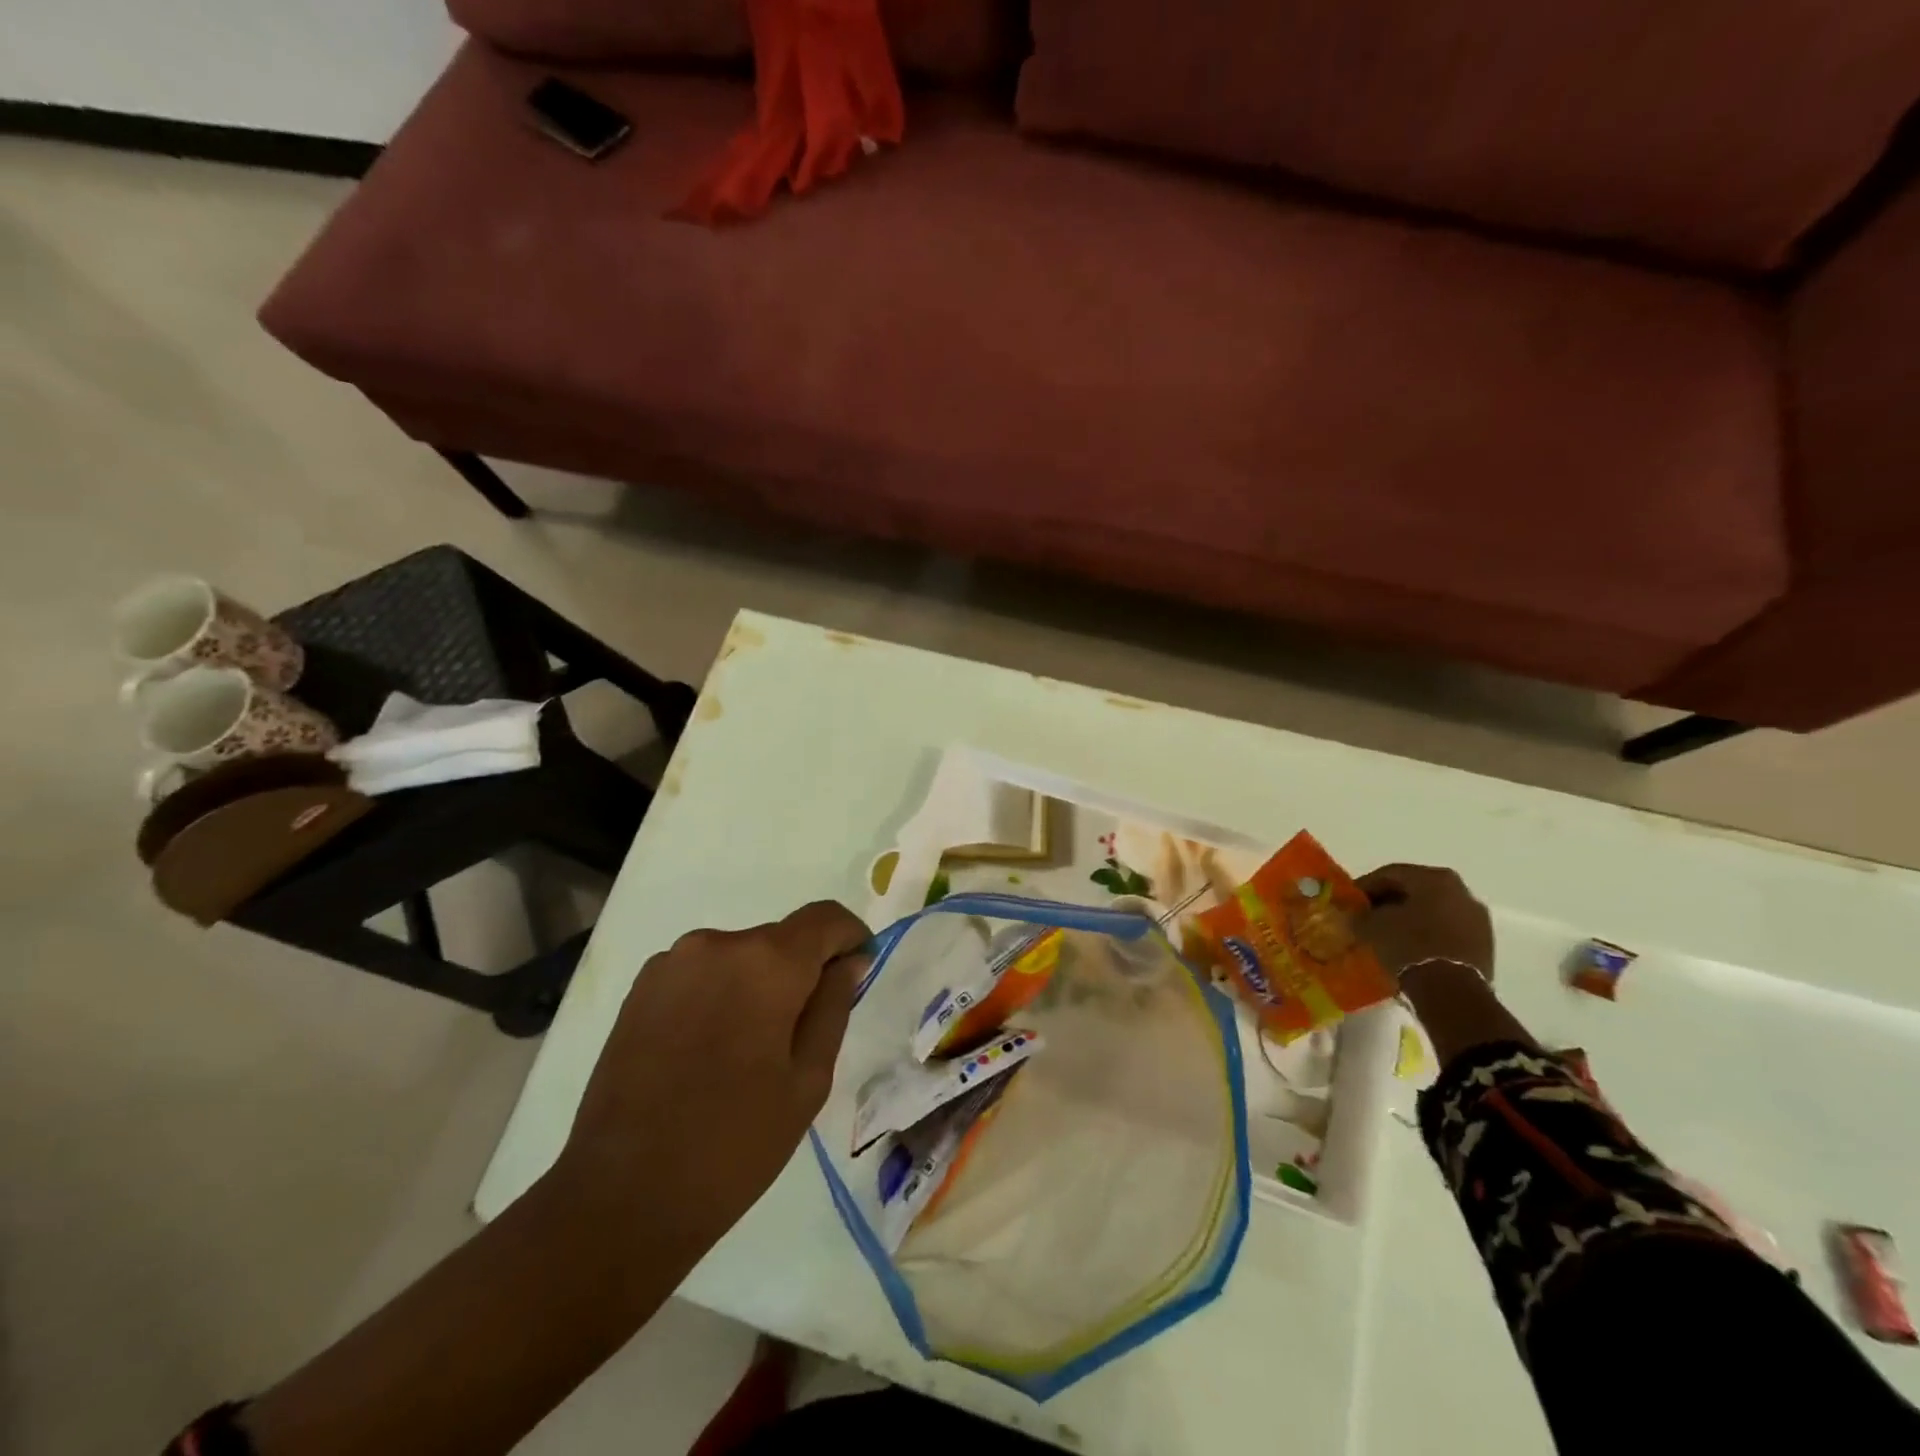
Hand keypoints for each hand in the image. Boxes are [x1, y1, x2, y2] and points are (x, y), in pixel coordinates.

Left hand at [556, 900, 871, 1254]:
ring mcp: (671, 962)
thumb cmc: (734, 1143)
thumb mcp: (808, 1079)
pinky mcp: (640, 988)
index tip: (857, 973)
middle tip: (802, 1034)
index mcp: (767, 962)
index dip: (850, 938)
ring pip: (740, 956)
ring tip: (749, 1049)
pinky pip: (702, 972)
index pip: (826, 917)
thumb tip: (851, 961)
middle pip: (781, 938)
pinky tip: (709, 1050)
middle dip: (801, 971)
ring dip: (758, 984)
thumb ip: (834, 1006)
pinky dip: (720, 994)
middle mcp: (717, 944)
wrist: (620, 1196)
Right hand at [1355, 864, 1493, 981]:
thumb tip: (1357, 914)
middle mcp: (1461, 890)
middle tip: (1367, 916)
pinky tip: (1410, 947)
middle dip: (1389, 901)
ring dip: (1410, 918)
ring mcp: (1477, 918)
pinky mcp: (1484, 943)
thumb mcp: (1371, 925)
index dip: (1365, 886)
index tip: (1350, 901)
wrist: (1452, 991)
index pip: (1390, 874)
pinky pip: (1448, 930)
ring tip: (1388, 934)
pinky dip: (1427, 934)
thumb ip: (1361, 913)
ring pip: (1434, 910)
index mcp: (1435, 878)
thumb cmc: (1408, 946)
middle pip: (1416, 890)